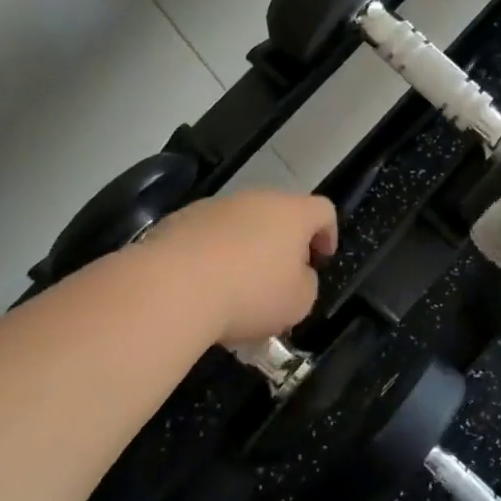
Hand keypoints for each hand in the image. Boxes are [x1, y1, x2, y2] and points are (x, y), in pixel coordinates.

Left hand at [141, 190, 337, 343]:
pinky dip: (213, 254)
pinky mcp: (179, 220)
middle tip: (281, 276)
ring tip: (237, 286)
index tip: (321, 260)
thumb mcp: (299, 302)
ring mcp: (215, 206)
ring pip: (241, 223)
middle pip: (280, 213)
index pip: (323, 210)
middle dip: (284, 242)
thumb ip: (306, 283)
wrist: (172, 287)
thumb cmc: (250, 293)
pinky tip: (205, 286)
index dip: (328, 234)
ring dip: (246, 247)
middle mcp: (256, 198)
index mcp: (293, 212)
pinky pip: (209, 235)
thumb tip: (295, 274)